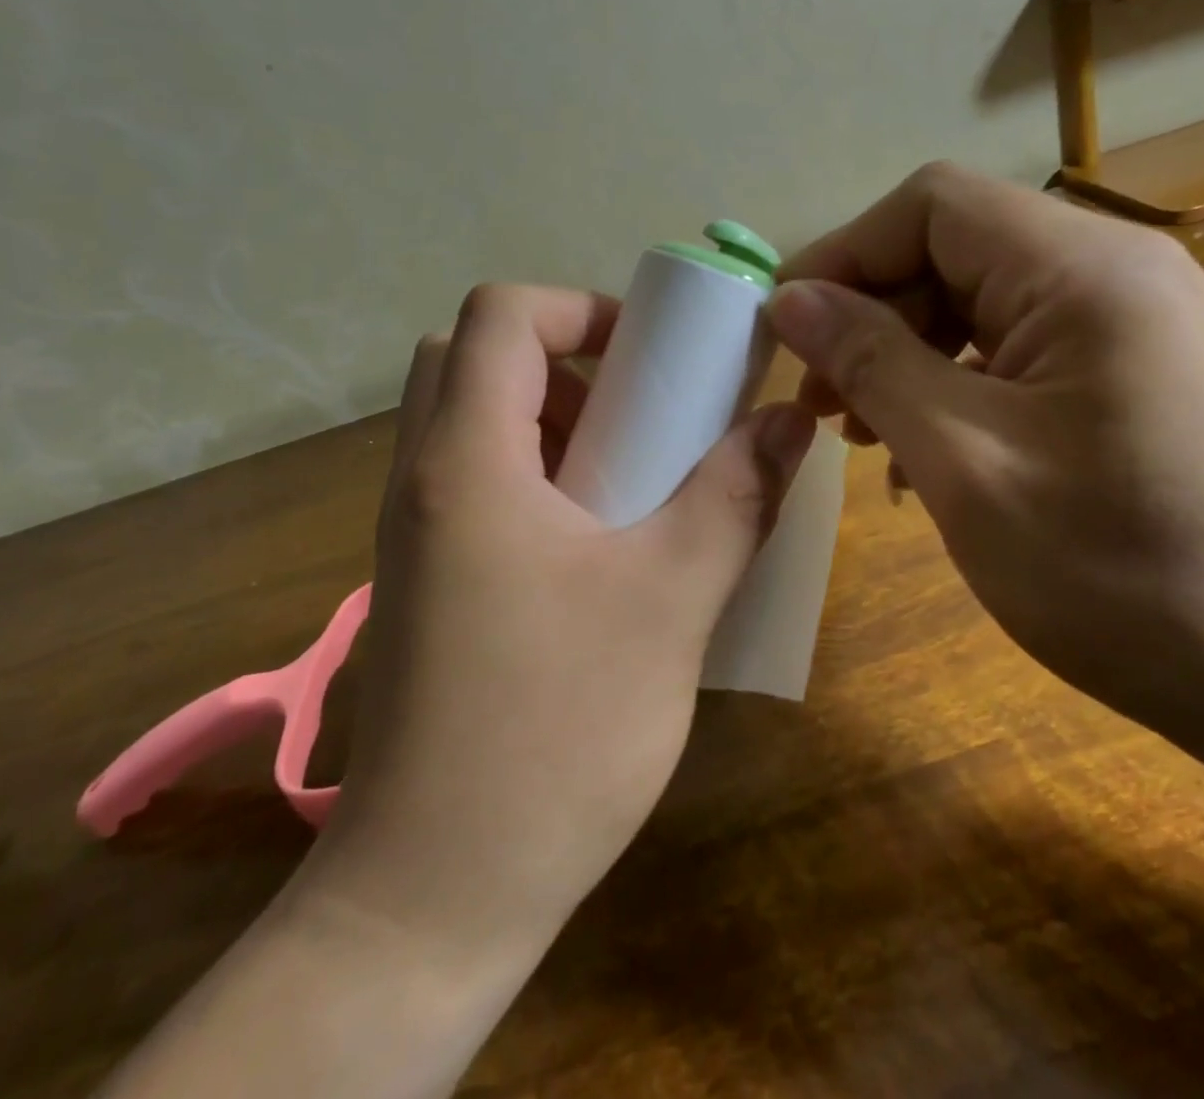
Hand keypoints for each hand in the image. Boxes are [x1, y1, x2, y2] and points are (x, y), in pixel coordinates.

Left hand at [318, 283, 813, 963]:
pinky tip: (600, 543)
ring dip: (553, 418)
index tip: (654, 356)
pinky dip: (536, 473)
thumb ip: (736, 496)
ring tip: (632, 477)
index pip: (499, 315)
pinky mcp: (426, 582)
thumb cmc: (555, 733)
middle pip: (474, 358)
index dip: (581, 308)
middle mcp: (422, 479)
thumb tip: (787, 421)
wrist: (435, 894)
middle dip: (566, 359)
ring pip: (471, 420)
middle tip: (641, 412)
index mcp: (466, 460)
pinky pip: (474, 481)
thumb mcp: (672, 600)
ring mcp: (415, 534)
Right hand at [767, 163, 1203, 741]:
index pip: (932, 205)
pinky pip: (1018, 348)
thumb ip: (870, 362)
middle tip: (823, 404)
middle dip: (873, 314)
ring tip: (865, 434)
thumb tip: (790, 299)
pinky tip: (929, 455)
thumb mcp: (962, 461)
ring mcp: (1132, 321)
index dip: (845, 254)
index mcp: (1083, 270)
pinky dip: (957, 384)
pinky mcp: (1135, 370)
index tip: (788, 332)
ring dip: (908, 354)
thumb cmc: (1117, 571)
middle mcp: (1116, 270)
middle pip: (954, 249)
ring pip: (980, 301)